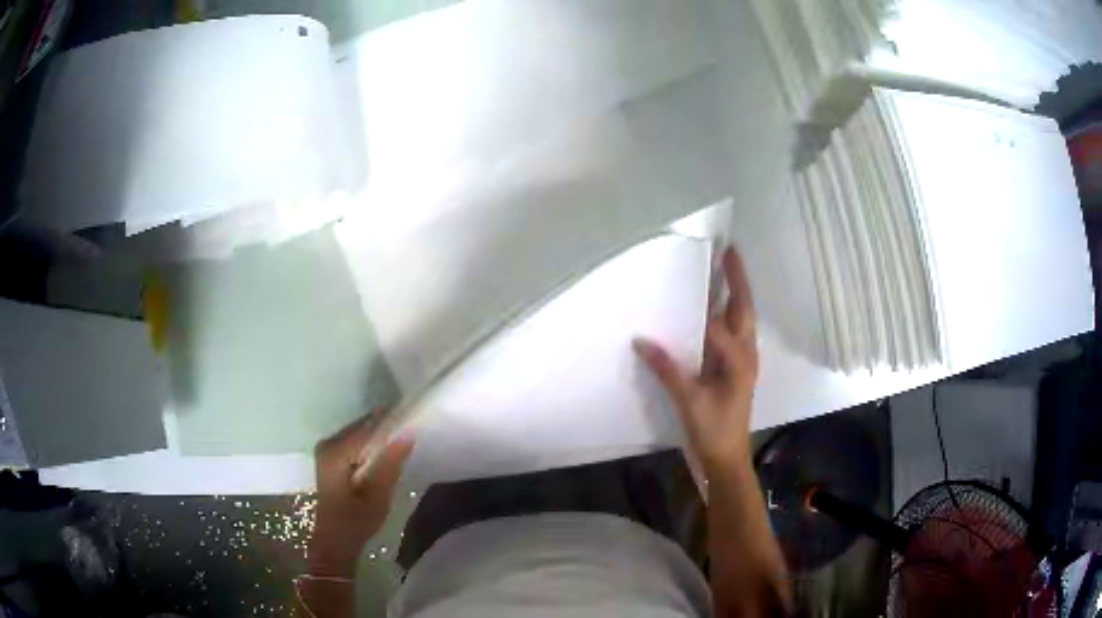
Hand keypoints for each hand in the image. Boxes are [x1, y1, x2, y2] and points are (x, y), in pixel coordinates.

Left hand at [308, 413, 413, 577]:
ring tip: (404, 442)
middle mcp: (328, 443)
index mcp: (336, 451)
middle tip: (413, 434)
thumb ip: (390, 462)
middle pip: (363, 427)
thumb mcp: (378, 495)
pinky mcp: (331, 456)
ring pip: (360, 433)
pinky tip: (386, 454)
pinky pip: (356, 442)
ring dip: (381, 438)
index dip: (392, 422)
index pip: (368, 427)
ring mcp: (328, 448)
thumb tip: (408, 432)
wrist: (335, 541)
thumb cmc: (356, 522)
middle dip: (387, 429)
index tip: (416, 420)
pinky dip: (372, 446)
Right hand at [634, 246, 757, 470]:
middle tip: (728, 251)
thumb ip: (667, 369)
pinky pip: (732, 334)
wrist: (727, 459)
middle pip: (744, 309)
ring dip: (735, 294)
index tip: (704, 263)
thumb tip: (641, 339)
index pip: (720, 320)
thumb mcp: (689, 401)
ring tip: (723, 270)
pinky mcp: (734, 370)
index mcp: (739, 359)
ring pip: (741, 319)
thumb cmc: (713, 430)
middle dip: (738, 279)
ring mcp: (742, 362)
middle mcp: (745, 354)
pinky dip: (725, 315)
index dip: (709, 294)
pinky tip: (710, 310)